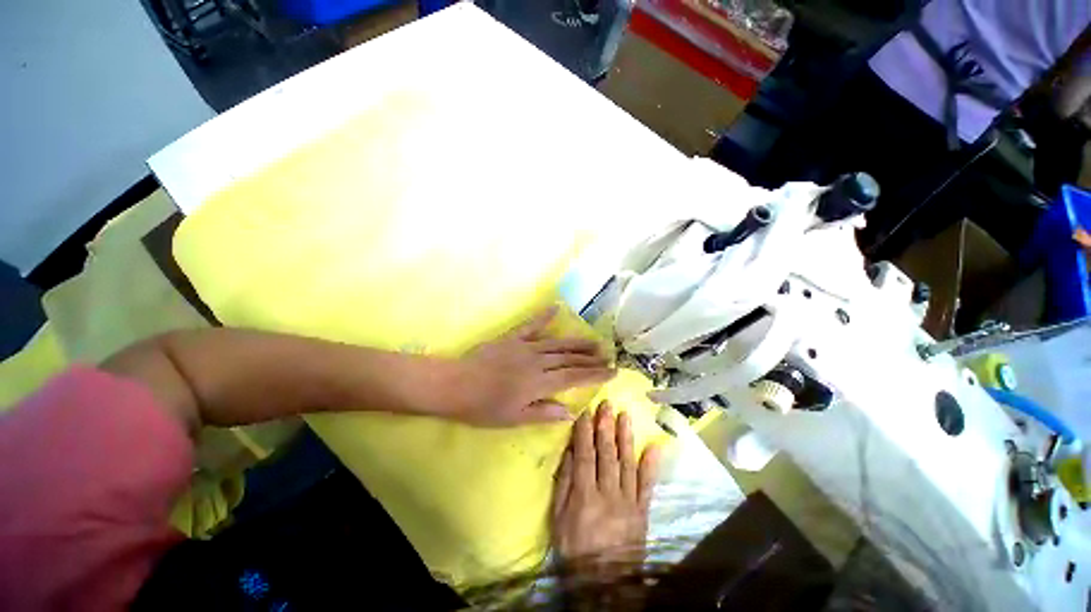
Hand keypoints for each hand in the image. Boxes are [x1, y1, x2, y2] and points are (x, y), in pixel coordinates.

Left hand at [441, 307, 615, 426]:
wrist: (455, 384)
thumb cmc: (483, 407)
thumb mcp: (514, 418)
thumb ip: (544, 413)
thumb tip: (570, 411)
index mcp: (539, 382)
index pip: (574, 377)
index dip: (595, 374)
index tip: (612, 371)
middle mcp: (537, 361)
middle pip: (569, 359)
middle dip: (590, 358)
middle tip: (608, 356)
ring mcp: (525, 346)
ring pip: (557, 343)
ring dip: (576, 342)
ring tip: (594, 342)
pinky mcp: (512, 338)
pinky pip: (531, 325)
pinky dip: (543, 316)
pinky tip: (555, 307)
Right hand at [552, 402, 660, 580]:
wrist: (604, 582)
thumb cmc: (574, 548)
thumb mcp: (558, 518)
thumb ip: (563, 483)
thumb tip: (569, 452)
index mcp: (585, 495)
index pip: (585, 456)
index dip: (585, 432)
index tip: (586, 412)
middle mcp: (608, 493)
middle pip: (607, 454)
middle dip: (606, 427)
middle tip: (607, 404)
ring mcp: (628, 501)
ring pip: (627, 463)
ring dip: (626, 437)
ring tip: (625, 415)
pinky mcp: (642, 510)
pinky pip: (648, 485)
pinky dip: (652, 464)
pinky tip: (655, 445)